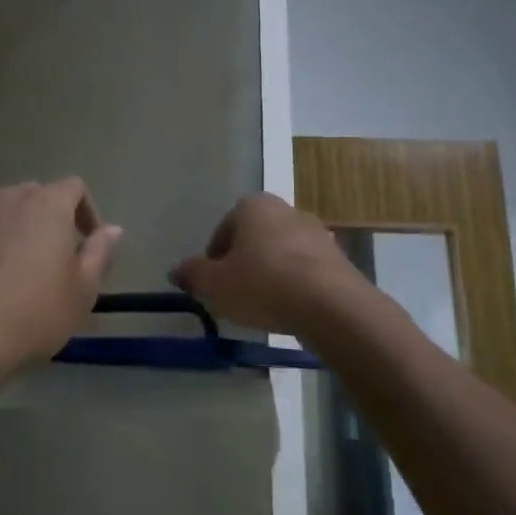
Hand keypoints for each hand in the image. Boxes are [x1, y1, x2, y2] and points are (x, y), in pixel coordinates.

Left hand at [0, 179, 122, 377]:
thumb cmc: (35, 311)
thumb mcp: (83, 289)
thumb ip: (99, 252)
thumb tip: (112, 230)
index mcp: (47, 204)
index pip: (75, 188)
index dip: (88, 212)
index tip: (90, 244)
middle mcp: (10, 199)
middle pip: (39, 196)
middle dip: (53, 219)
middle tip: (59, 257)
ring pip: (7, 212)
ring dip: (20, 230)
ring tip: (24, 268)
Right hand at [170, 193, 357, 333]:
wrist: (331, 306)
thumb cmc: (263, 285)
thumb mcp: (215, 284)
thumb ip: (193, 274)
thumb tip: (177, 270)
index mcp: (253, 206)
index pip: (224, 228)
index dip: (214, 257)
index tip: (213, 283)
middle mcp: (286, 209)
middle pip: (254, 238)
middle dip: (244, 262)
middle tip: (235, 293)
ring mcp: (317, 232)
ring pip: (281, 253)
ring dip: (270, 273)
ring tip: (263, 305)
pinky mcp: (339, 257)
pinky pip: (305, 269)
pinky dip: (294, 284)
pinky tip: (290, 309)